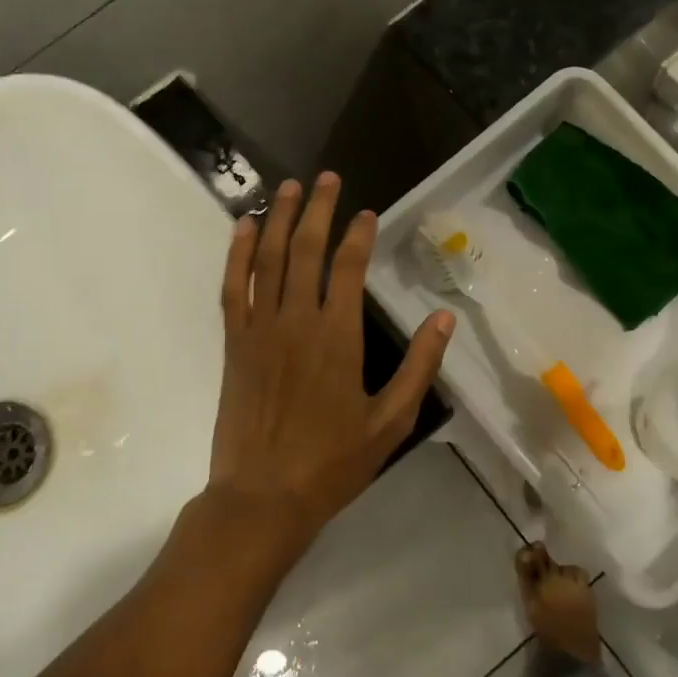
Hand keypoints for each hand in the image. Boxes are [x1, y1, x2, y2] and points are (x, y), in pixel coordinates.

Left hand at [207, 174, 454, 546]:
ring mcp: (259, 329)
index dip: (358, 235)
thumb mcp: (391, 421)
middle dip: (318, 209)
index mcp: (337, 337)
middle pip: (304, 250)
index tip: (367, 213)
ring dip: (277, 219)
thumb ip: (419, 366)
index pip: (348, 268)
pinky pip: (233, 288)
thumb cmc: (332, 462)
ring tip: (288, 187)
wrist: (262, 498)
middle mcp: (296, 321)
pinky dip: (236, 254)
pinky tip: (242, 228)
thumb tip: (444, 318)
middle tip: (327, 178)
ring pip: (266, 259)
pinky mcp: (234, 343)